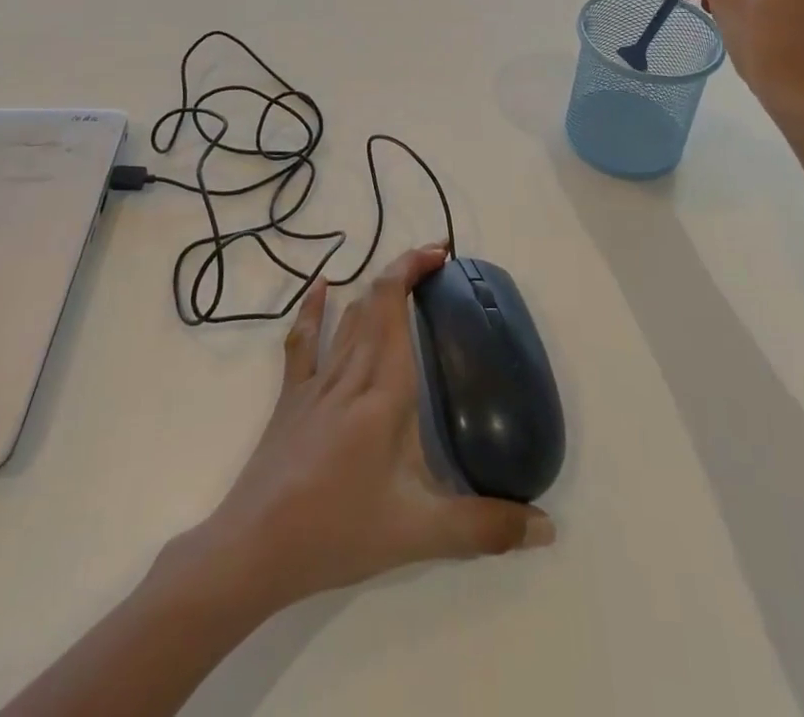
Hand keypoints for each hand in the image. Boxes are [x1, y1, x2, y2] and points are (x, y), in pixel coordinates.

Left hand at [176, 246, 554, 615]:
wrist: (256, 548)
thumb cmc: (339, 531)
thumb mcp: (419, 534)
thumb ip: (486, 528)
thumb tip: (548, 528)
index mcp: (384, 390)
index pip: (395, 307)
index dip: (414, 269)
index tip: (442, 255)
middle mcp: (351, 372)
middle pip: (374, 301)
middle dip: (404, 270)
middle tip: (436, 262)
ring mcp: (317, 382)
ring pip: (348, 318)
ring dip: (374, 290)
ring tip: (402, 280)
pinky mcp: (292, 397)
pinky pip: (303, 341)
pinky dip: (313, 309)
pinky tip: (322, 286)